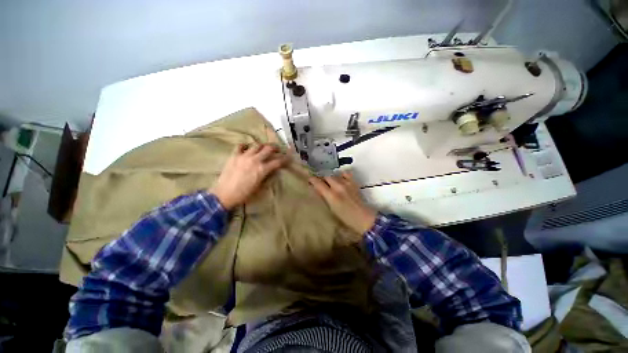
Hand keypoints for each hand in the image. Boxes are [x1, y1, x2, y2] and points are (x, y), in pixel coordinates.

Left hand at [211, 143, 288, 209]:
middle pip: (268, 149)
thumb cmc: (244, 194)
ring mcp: (244, 156)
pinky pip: (240, 146)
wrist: (224, 194)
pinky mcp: (234, 156)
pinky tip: (246, 148)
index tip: (289, 157)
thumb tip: (272, 170)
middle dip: (275, 148)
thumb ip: (267, 176)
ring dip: (262, 146)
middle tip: (277, 149)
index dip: (285, 159)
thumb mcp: (260, 187)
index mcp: (262, 169)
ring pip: (257, 145)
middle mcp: (255, 160)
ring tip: (263, 148)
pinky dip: (245, 146)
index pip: (278, 161)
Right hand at [309, 171, 376, 236]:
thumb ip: (324, 197)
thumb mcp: (331, 209)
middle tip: (320, 182)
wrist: (363, 217)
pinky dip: (341, 175)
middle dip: (322, 178)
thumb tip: (317, 189)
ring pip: (334, 175)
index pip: (318, 183)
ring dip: (331, 178)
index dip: (312, 180)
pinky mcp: (353, 182)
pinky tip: (340, 179)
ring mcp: (347, 183)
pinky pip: (345, 174)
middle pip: (326, 176)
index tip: (310, 180)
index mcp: (331, 196)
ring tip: (330, 182)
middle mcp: (338, 187)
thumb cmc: (345, 217)